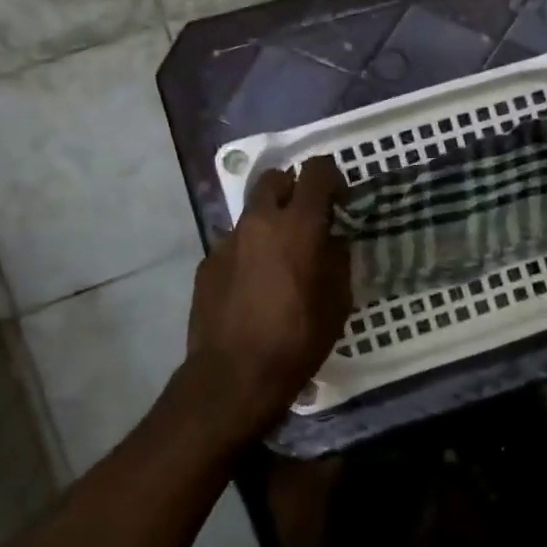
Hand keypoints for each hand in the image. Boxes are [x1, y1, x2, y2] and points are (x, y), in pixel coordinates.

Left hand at [186, 155, 351, 437]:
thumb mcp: (338, 300)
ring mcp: (227, 240)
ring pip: (252, 213)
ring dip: (269, 223)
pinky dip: (248, 252)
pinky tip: (253, 286)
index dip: (332, 177)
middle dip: (293, 189)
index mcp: (298, 224)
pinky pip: (234, 244)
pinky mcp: (207, 263)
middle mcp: (259, 221)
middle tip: (306, 219)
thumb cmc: (298, 338)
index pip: (317, 171)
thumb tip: (333, 238)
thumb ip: (337, 257)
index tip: (340, 201)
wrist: (235, 374)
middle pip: (275, 179)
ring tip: (279, 259)